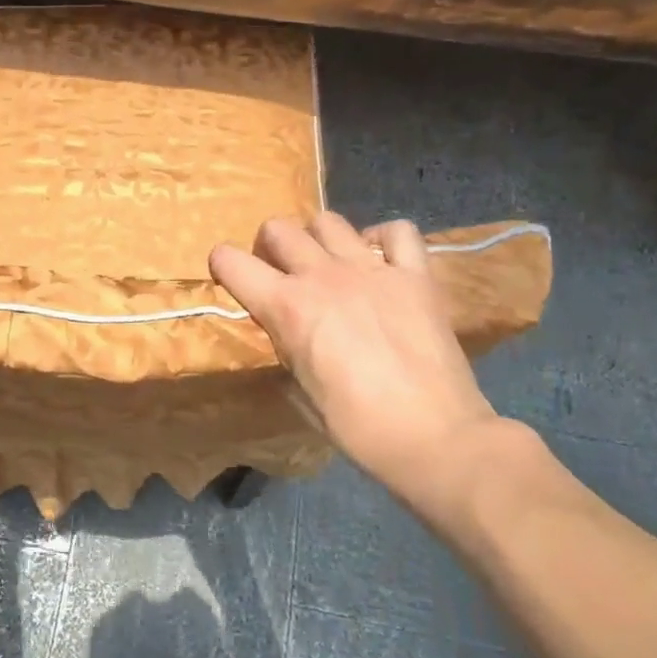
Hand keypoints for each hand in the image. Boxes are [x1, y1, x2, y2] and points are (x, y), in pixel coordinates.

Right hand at [210, 214, 502, 503]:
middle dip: (270, 246)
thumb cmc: (357, 426)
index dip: (222, 264)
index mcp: (286, 307)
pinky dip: (383, 238)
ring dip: (319, 238)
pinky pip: (397, 231)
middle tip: (281, 271)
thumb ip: (287, 351)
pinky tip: (379, 258)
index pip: (231, 262)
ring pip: (329, 221)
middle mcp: (323, 275)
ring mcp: (372, 270)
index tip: (229, 276)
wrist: (434, 436)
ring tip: (328, 262)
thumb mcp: (300, 392)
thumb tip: (289, 337)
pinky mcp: (415, 276)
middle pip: (279, 228)